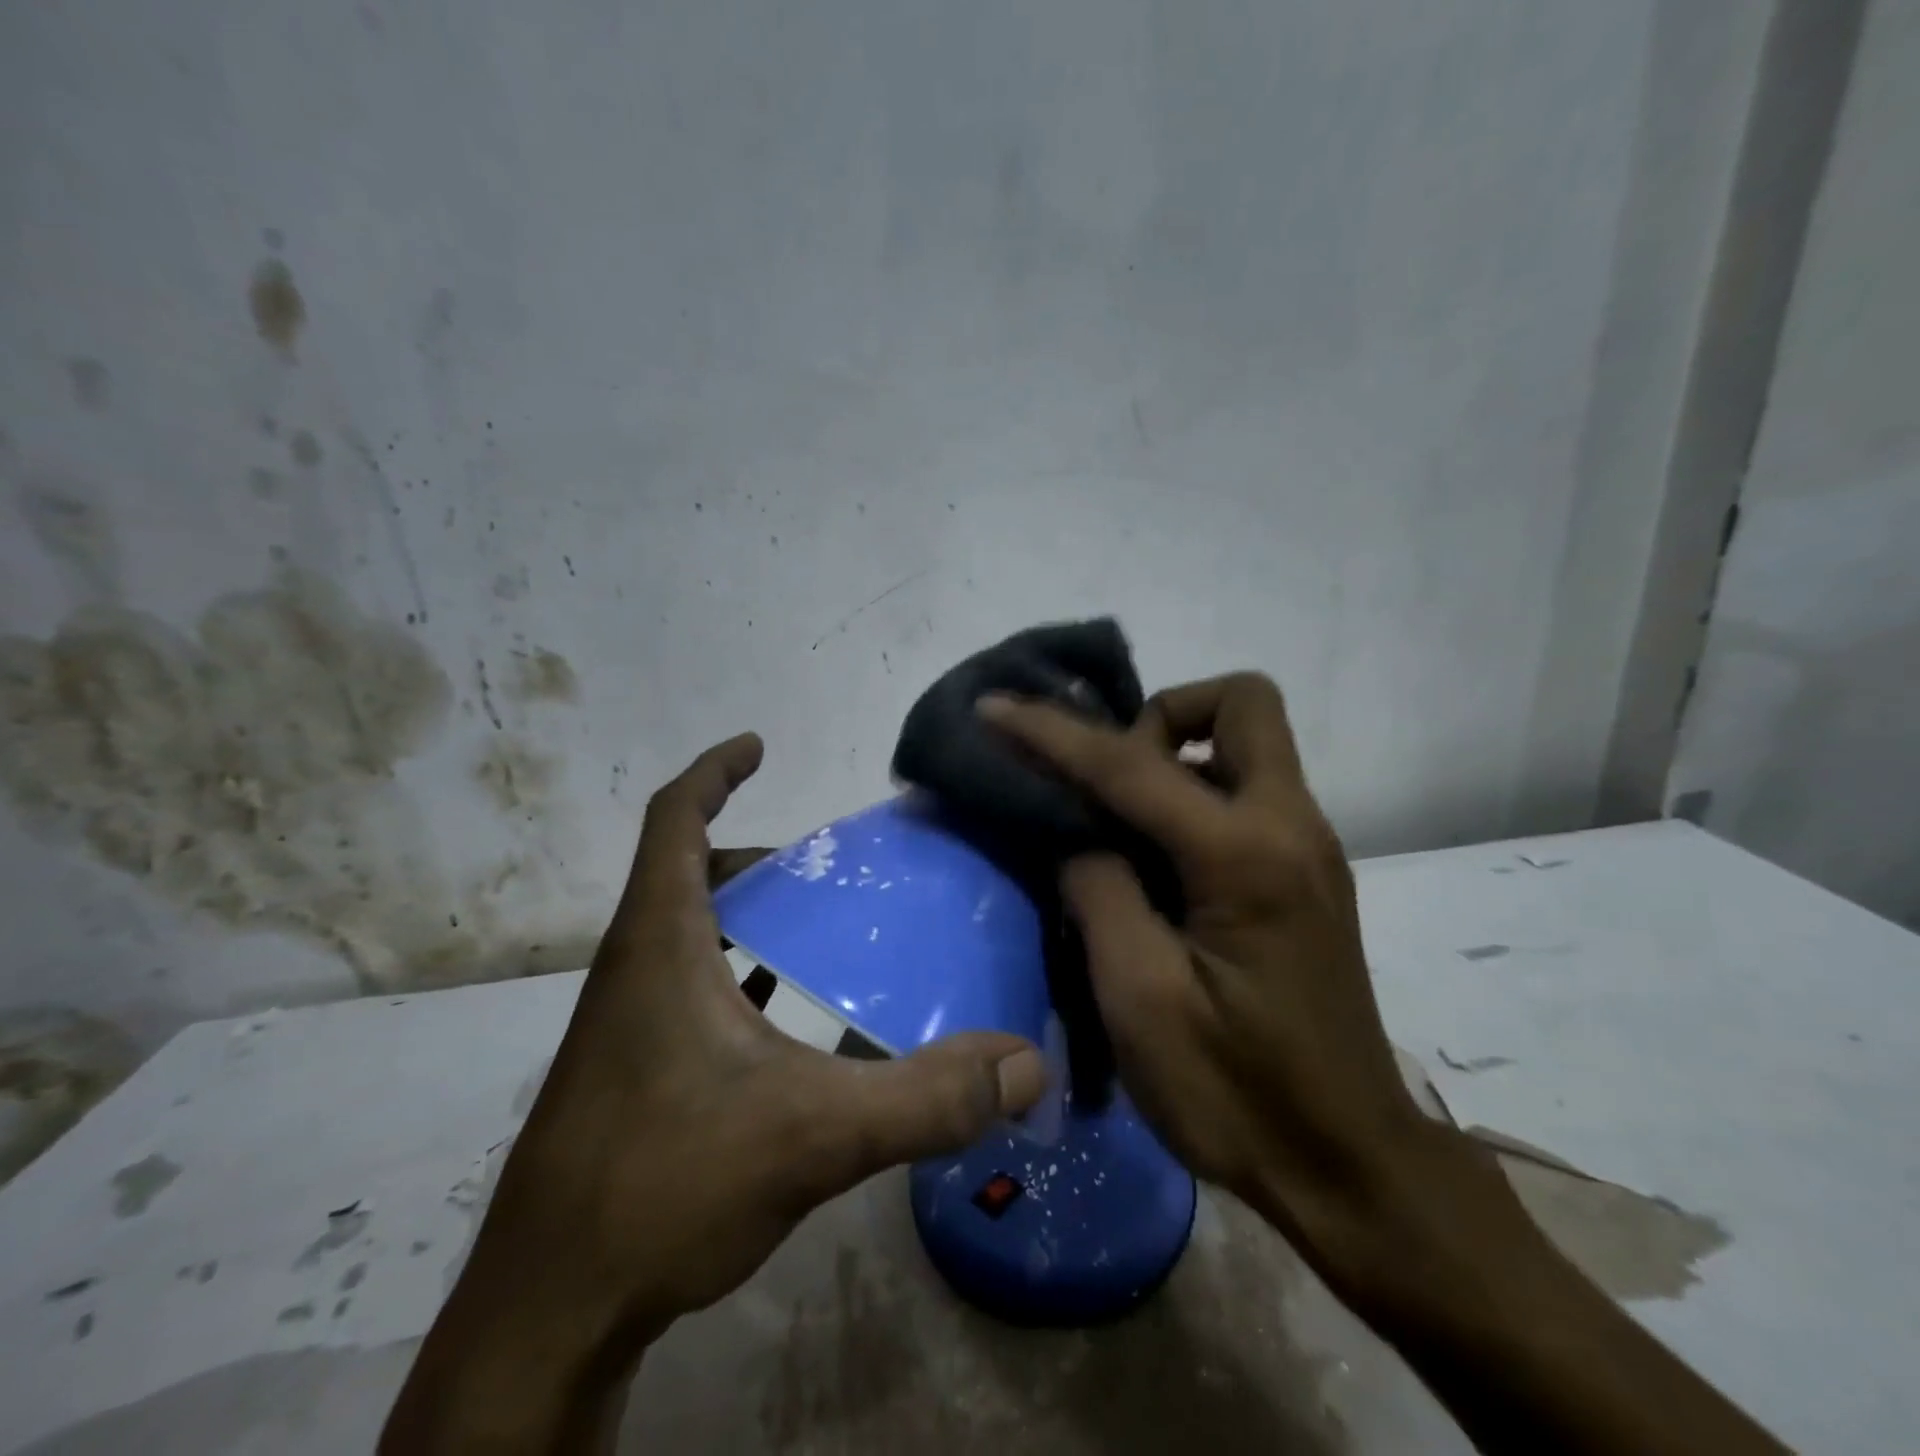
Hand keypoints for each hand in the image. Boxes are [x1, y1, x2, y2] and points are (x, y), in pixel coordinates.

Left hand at [386, 734, 1044, 1451]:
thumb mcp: (810, 1136)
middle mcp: (631, 970)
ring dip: (746, 921)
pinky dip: (736, 979)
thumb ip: (924, 1099)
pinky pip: (685, 992)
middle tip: (826, 872)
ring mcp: (621, 1026)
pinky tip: (788, 1029)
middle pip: (686, 876)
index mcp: (659, 946)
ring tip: (820, 938)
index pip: (674, 821)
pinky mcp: (626, 1074)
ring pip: (687, 938)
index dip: (714, 772)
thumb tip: (1024, 1065)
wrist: (546, 1315)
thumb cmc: (661, 1187)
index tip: (757, 746)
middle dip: (752, 856)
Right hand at [978, 676, 1429, 1283]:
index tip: (997, 707)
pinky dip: (1190, 791)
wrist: (1347, 1165)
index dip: (1053, 732)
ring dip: (1173, 754)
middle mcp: (1292, 826)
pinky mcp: (1303, 873)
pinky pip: (1244, 790)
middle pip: (1241, 703)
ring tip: (1113, 818)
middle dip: (1161, 717)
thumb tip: (1076, 832)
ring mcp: (1307, 847)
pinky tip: (1147, 852)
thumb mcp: (1140, 998)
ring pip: (1243, 744)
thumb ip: (1099, 889)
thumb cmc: (1237, 1094)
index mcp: (1248, 856)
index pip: (1134, 764)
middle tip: (1105, 781)